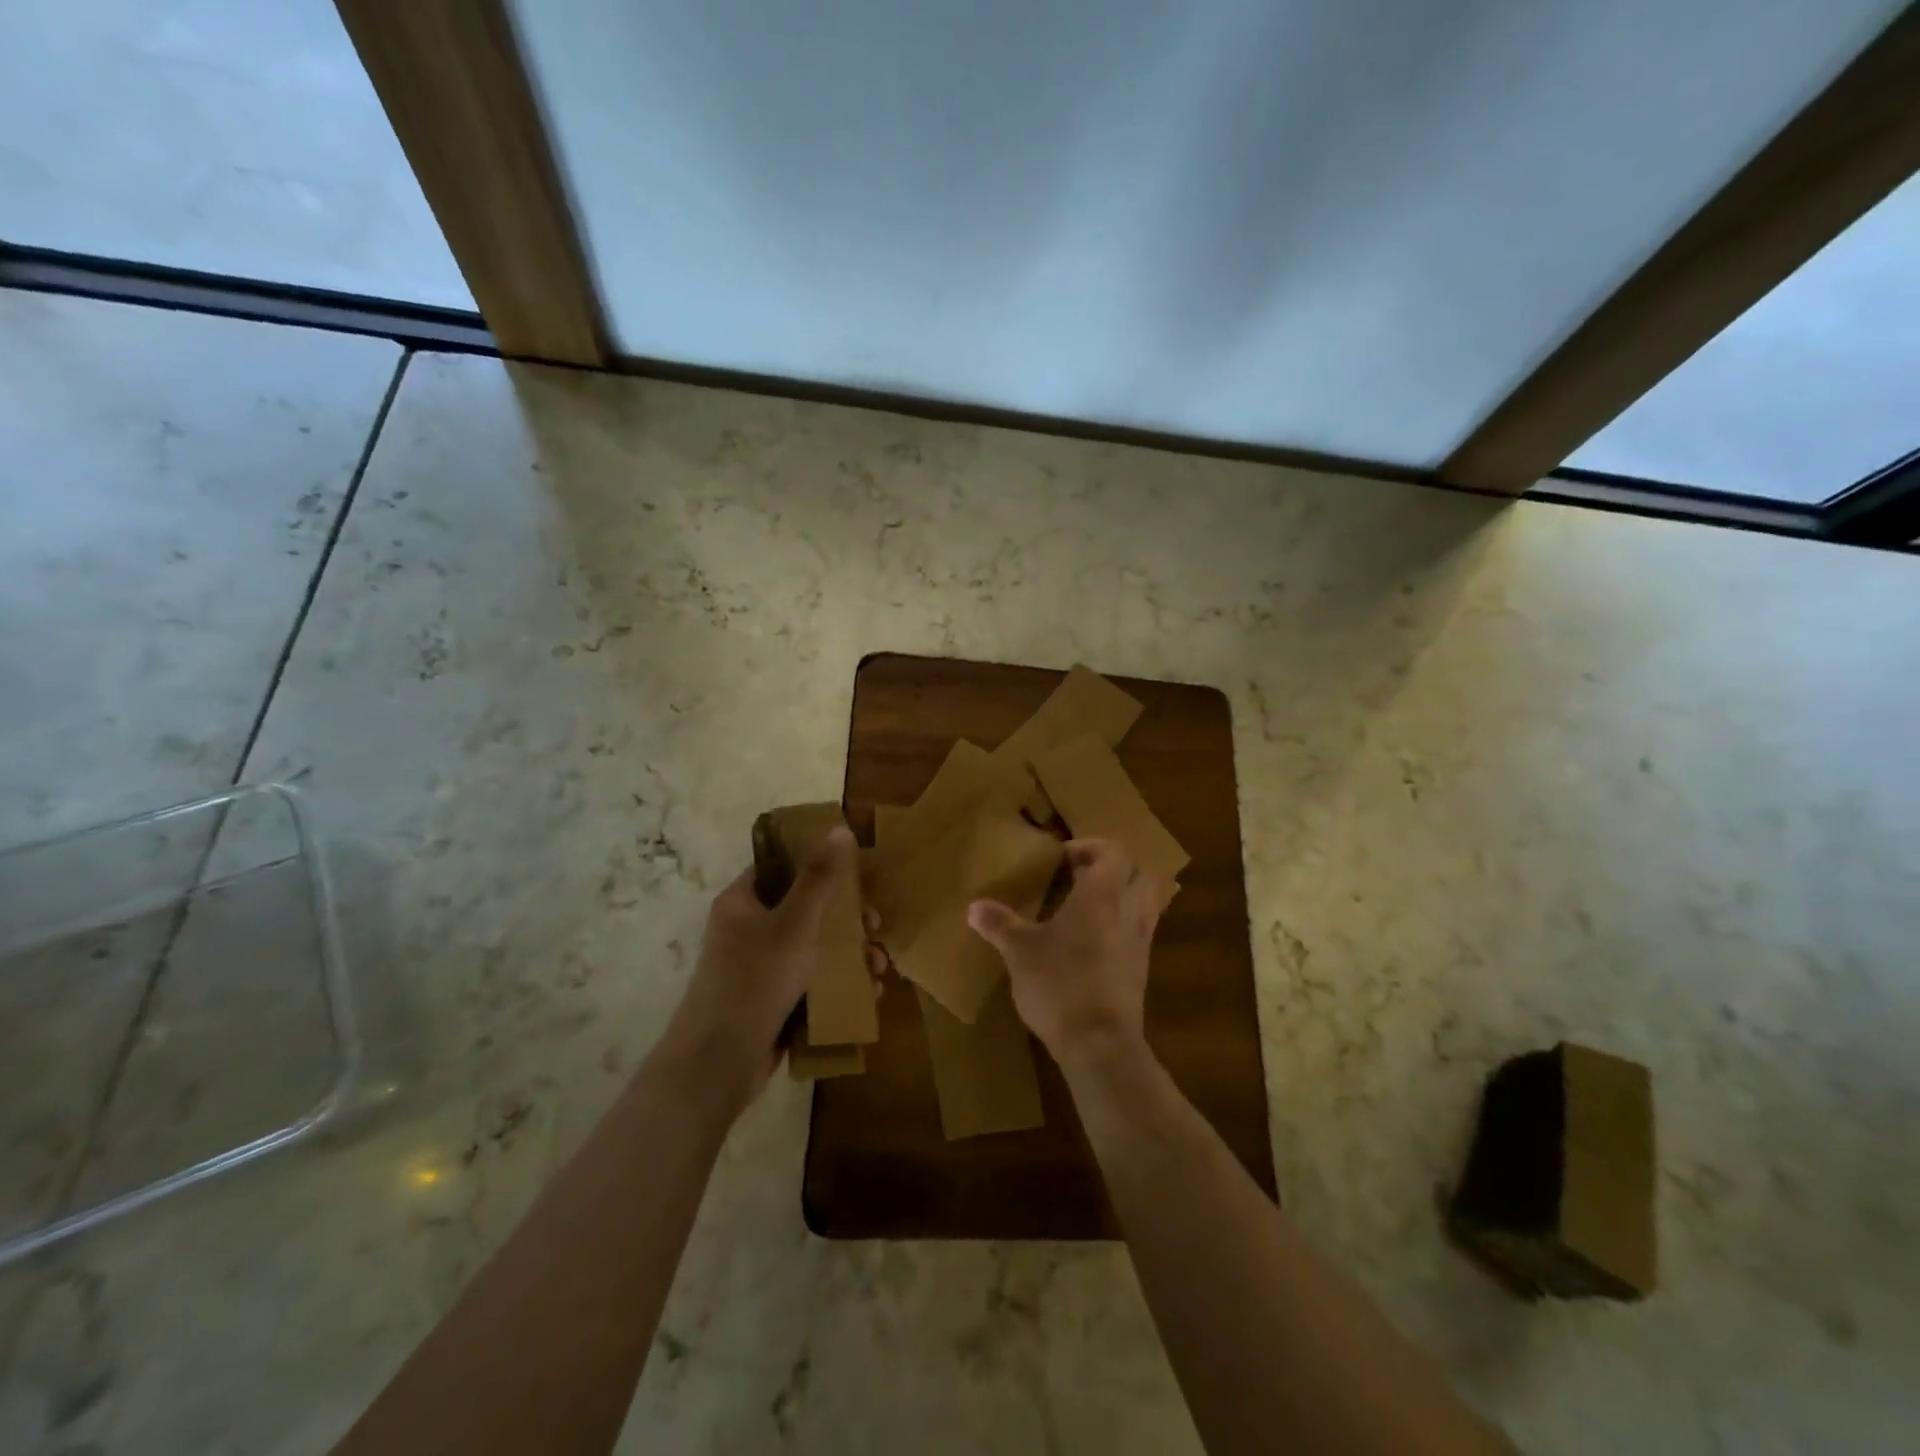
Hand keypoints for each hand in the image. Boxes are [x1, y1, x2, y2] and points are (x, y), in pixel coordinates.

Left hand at [664, 826, 859, 1113]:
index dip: (817, 863)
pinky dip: (839, 985)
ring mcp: (759, 970)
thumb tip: (840, 829)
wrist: (718, 1064)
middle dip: (847, 919)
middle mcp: (748, 931)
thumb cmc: (755, 981)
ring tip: (880, 968)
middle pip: (805, 910)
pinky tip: (869, 993)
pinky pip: (811, 983)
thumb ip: (820, 878)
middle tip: (875, 925)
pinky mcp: (771, 1003)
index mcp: (742, 903)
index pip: (780, 867)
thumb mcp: (795, 924)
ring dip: (850, 955)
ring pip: (813, 949)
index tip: (856, 871)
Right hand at [966, 838, 1163, 1061]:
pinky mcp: (1141, 970)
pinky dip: (1123, 926)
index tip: (1063, 858)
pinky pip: (1141, 932)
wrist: (1100, 1044)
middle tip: (1081, 877)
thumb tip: (973, 906)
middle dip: (1115, 868)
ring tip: (1088, 907)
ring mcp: (1141, 942)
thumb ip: (1000, 924)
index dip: (1091, 846)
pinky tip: (1093, 943)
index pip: (1114, 851)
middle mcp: (1129, 911)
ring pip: (1146, 902)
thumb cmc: (1060, 984)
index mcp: (1102, 895)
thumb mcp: (1020, 952)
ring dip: (1124, 896)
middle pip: (1140, 872)